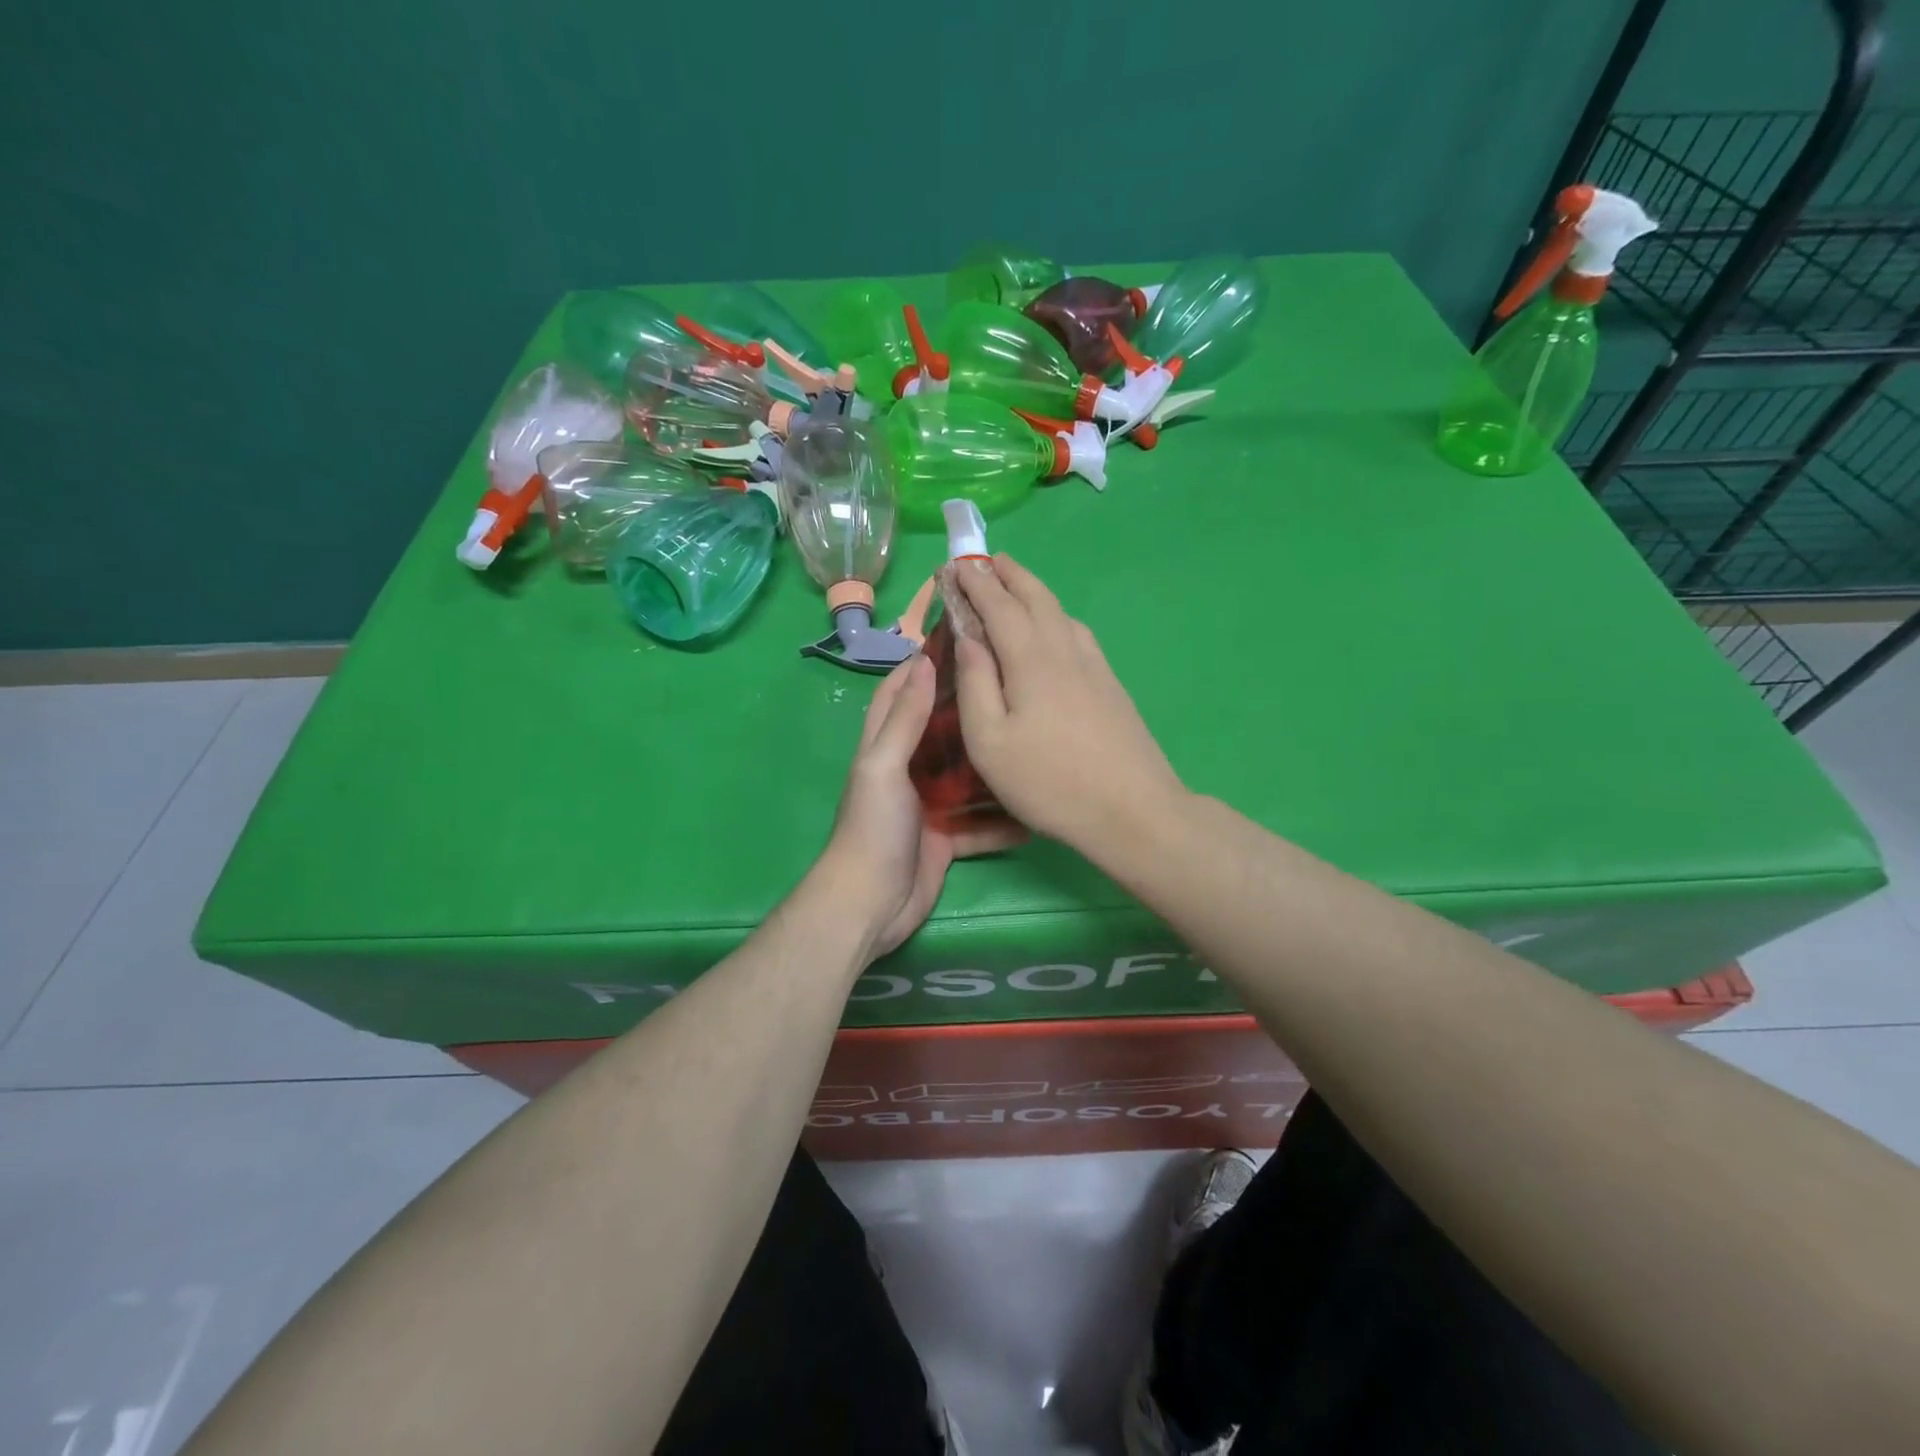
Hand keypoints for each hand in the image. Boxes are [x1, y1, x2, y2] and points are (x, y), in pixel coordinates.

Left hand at [819, 654, 1025, 960]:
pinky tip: (1035, 809)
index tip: (961, 641)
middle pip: (940, 731)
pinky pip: (980, 823)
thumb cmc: (874, 827)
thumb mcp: (884, 765)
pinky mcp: (946, 838)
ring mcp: (928, 806)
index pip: (899, 693)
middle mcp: (906, 770)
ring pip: (966, 777)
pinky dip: (1002, 820)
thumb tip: (924, 662)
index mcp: (884, 747)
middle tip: (1014, 687)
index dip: (921, 666)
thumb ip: (905, 719)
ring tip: (1033, 741)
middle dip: (969, 711)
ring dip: (993, 766)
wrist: (871, 904)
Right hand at [953, 554, 1187, 851]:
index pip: (999, 606)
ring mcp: (1094, 666)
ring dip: (1034, 592)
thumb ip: (975, 684)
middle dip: (1009, 575)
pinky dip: (1057, 616)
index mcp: (1031, 660)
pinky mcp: (1111, 684)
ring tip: (1016, 586)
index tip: (955, 565)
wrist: (1132, 810)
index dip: (975, 583)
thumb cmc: (1048, 782)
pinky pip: (1078, 633)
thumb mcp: (990, 741)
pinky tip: (1056, 629)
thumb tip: (967, 637)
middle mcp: (1065, 650)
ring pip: (1061, 613)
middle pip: (1036, 598)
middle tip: (987, 560)